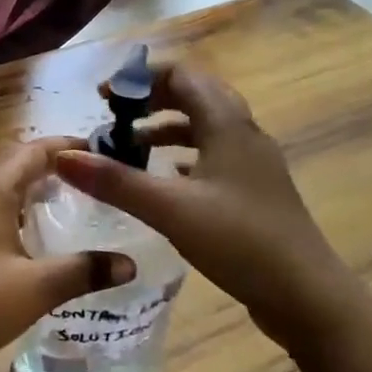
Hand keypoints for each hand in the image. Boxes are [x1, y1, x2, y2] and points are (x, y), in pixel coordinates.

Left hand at [0, 136, 135, 371]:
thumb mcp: (37, 287)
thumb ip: (84, 271)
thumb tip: (129, 264)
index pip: (33, 151)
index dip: (65, 146)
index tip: (96, 149)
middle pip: (11, 163)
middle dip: (47, 165)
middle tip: (84, 178)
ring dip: (24, 186)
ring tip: (59, 201)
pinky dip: (6, 206)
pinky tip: (21, 233)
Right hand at [54, 62, 362, 349]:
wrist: (308, 296)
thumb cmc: (240, 242)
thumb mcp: (170, 209)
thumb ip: (115, 181)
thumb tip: (64, 156)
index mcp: (227, 124)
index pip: (181, 75)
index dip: (139, 77)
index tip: (104, 97)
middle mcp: (243, 133)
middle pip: (193, 94)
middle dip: (150, 98)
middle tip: (114, 116)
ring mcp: (252, 162)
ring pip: (203, 125)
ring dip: (165, 126)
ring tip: (130, 145)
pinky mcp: (253, 190)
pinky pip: (211, 154)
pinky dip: (182, 155)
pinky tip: (163, 178)